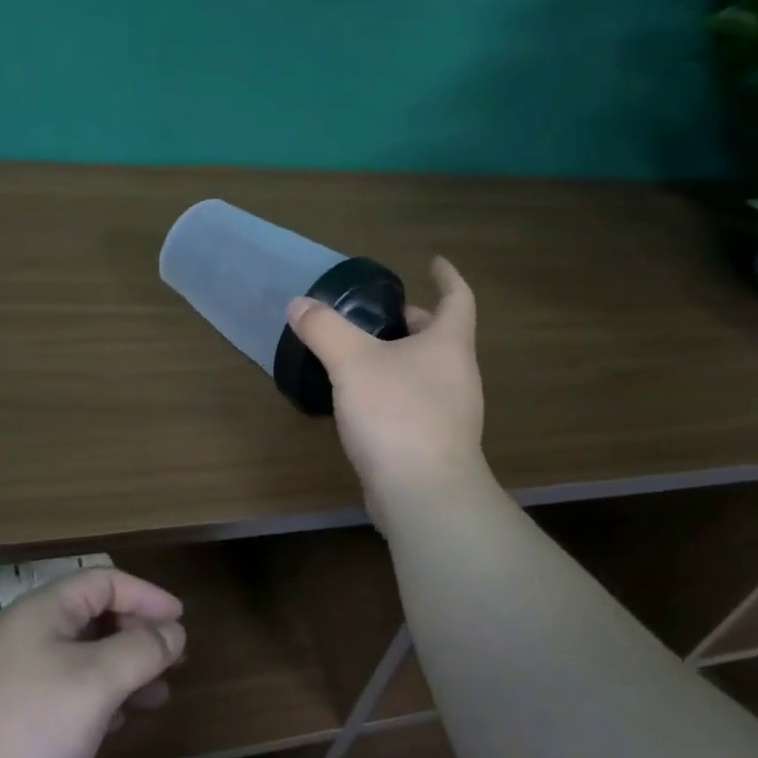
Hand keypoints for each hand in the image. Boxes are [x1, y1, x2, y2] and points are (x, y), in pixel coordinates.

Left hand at [0, 568, 185, 757]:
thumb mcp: (95, 683)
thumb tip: (173, 632)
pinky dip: (97, 697)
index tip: (180, 621)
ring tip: (157, 695)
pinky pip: (65, 689)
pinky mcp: (8, 714)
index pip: (104, 581)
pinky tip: (116, 721)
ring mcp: (14, 674)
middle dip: (138, 635)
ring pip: (82, 656)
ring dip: (122, 670)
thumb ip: (140, 651)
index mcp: (43, 610)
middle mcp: (27, 633)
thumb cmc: (27, 726)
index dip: (146, 595)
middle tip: (174, 660)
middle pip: (93, 617)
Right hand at [286, 256, 484, 499]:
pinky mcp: (435, 445)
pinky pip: (415, 405)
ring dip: (400, 359)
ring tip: (361, 356)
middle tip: (379, 315)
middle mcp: (457, 375)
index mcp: (448, 345)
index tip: (433, 262)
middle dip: (412, 322)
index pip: (458, 298)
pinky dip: (393, 392)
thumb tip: (299, 305)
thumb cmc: (396, 414)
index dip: (447, 277)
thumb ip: (324, 329)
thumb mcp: (352, 363)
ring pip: (426, 372)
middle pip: (440, 337)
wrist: (424, 494)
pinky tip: (362, 403)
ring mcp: (451, 414)